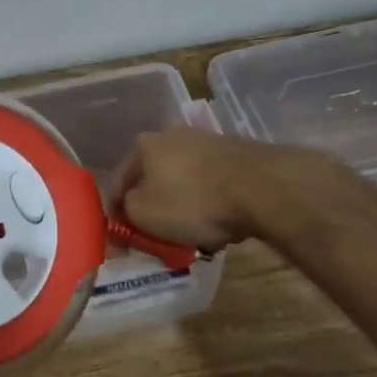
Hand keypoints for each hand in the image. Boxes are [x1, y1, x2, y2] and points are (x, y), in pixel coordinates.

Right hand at [117, 129, 336, 251]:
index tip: (124, 240)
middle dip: (154, 209)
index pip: (119, 183)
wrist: (260, 187)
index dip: (117, 214)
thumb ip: (126, 212)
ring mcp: (207, 143)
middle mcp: (172, 136)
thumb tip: (127, 211)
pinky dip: (210, 205)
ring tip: (192, 236)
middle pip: (153, 180)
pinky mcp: (236, 155)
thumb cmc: (191, 201)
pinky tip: (219, 225)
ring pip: (184, 183)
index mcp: (144, 145)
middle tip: (158, 239)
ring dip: (183, 207)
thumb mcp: (143, 213)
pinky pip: (211, 186)